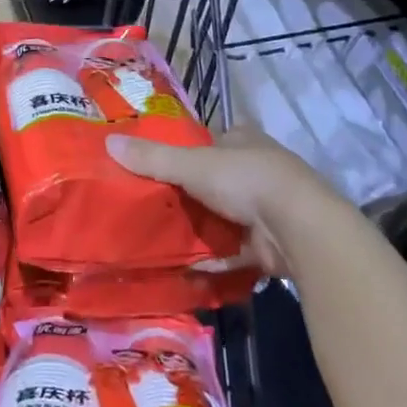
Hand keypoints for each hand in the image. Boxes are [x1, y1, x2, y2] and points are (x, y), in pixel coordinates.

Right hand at [106, 127, 339, 271]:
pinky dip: (213, 259)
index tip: (159, 163)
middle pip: (217, 178)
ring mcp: (267, 208)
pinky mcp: (269, 244)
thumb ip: (152, 158)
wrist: (298, 228)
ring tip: (160, 234)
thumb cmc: (245, 180)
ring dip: (201, 226)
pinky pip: (233, 251)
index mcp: (245, 140)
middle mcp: (259, 170)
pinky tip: (185, 267)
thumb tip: (108, 143)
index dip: (189, 149)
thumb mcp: (191, 164)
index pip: (213, 139)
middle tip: (151, 203)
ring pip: (225, 215)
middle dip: (190, 192)